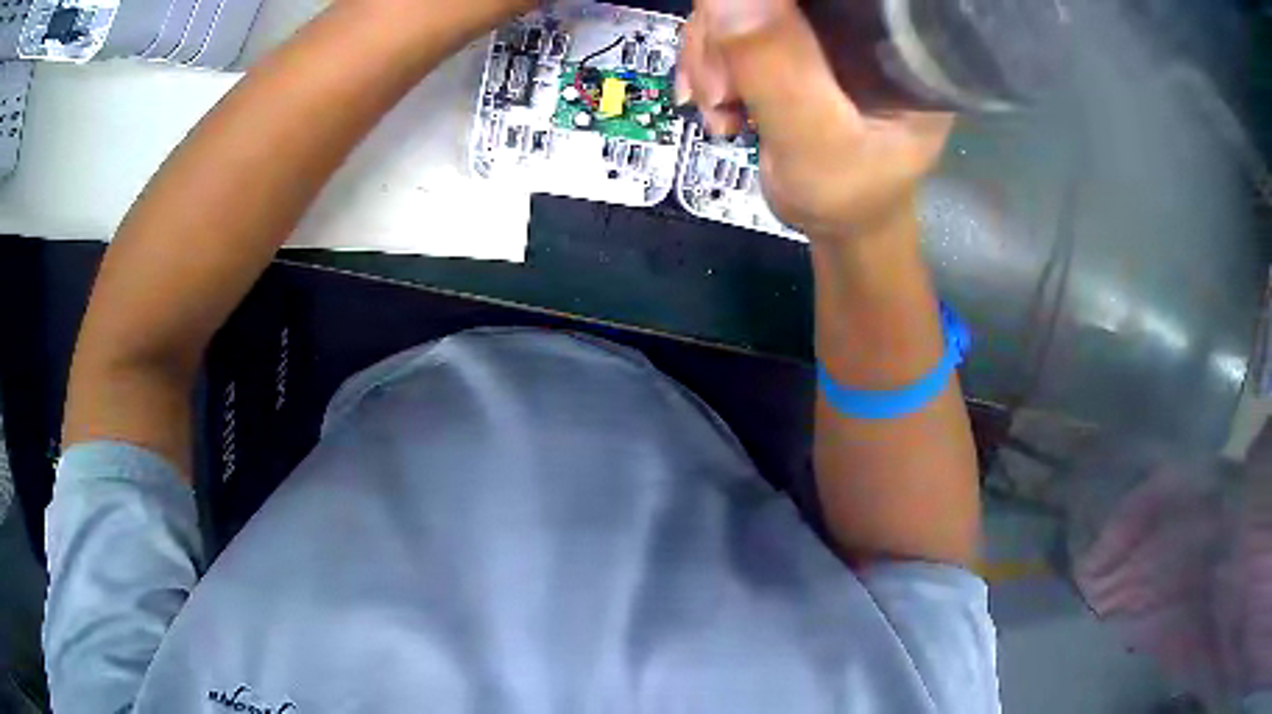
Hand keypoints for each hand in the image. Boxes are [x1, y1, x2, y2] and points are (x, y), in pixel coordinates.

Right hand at [676, 0, 951, 237]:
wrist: (839, 220)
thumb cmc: (847, 195)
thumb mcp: (816, 143)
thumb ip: (775, 70)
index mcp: (899, 36)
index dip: (772, 6)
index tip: (735, 49)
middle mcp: (865, 19)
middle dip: (726, 34)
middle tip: (721, 95)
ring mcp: (826, 26)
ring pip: (744, 4)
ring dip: (711, 53)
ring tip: (720, 108)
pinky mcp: (797, 35)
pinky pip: (731, 21)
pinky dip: (710, 59)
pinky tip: (717, 99)